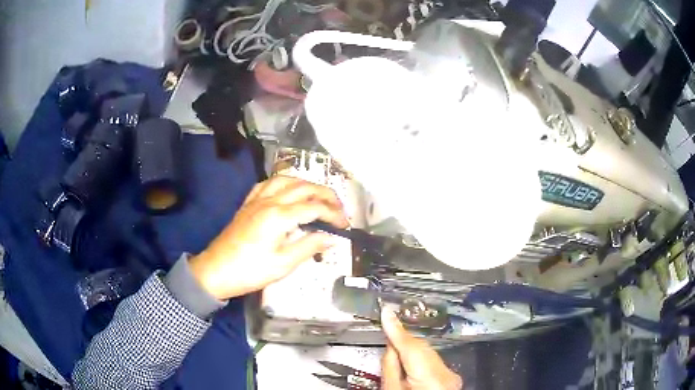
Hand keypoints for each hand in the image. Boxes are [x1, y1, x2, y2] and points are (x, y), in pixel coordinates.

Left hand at [189, 176, 348, 299]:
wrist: (216, 271)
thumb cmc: (250, 271)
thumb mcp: (283, 264)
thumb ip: (309, 247)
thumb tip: (332, 239)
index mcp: (279, 216)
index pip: (314, 207)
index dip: (334, 214)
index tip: (345, 225)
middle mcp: (269, 201)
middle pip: (303, 187)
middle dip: (325, 194)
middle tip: (339, 207)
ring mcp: (256, 200)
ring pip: (285, 179)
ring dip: (305, 183)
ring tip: (318, 195)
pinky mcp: (248, 204)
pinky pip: (267, 184)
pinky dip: (283, 183)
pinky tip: (287, 190)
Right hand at [381, 310, 462, 389]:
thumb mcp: (391, 389)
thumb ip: (390, 365)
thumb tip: (389, 343)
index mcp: (431, 378)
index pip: (411, 345)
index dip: (396, 329)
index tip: (386, 311)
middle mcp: (447, 374)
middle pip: (422, 347)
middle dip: (403, 343)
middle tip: (386, 343)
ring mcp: (452, 376)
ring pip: (429, 353)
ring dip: (411, 353)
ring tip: (397, 361)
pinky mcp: (452, 378)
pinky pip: (434, 362)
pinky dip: (421, 362)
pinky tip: (411, 370)